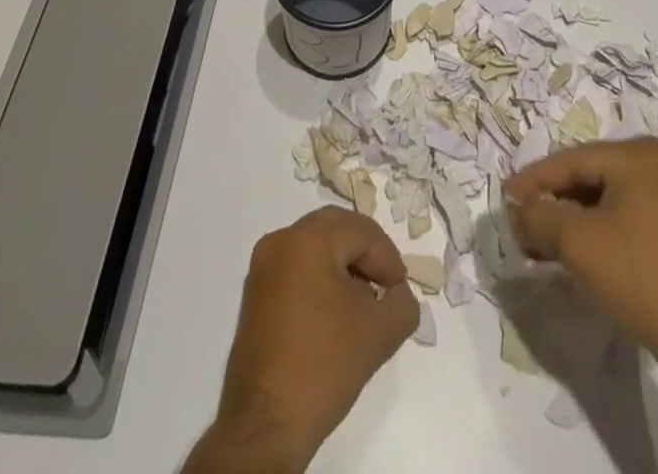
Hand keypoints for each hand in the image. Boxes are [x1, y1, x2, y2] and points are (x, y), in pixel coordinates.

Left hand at [195, 206, 418, 472]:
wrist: (264, 426)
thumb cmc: (323, 366)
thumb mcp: (380, 333)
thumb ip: (402, 303)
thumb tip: (398, 294)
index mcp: (308, 238)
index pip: (362, 232)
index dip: (388, 259)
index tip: (399, 291)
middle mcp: (281, 241)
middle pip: (336, 231)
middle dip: (365, 256)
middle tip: (385, 287)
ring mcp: (262, 268)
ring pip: (315, 249)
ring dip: (343, 268)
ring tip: (362, 304)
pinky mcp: (254, 295)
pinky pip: (296, 269)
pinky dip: (319, 280)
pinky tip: (334, 315)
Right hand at [504, 137, 657, 373]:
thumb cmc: (639, 277)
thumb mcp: (577, 243)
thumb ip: (540, 215)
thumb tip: (520, 208)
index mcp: (638, 154)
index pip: (572, 160)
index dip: (534, 180)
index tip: (504, 198)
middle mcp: (657, 163)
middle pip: (587, 176)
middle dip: (551, 201)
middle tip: (519, 222)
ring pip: (603, 198)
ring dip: (569, 219)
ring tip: (537, 242)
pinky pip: (621, 215)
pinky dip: (593, 230)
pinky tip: (570, 251)